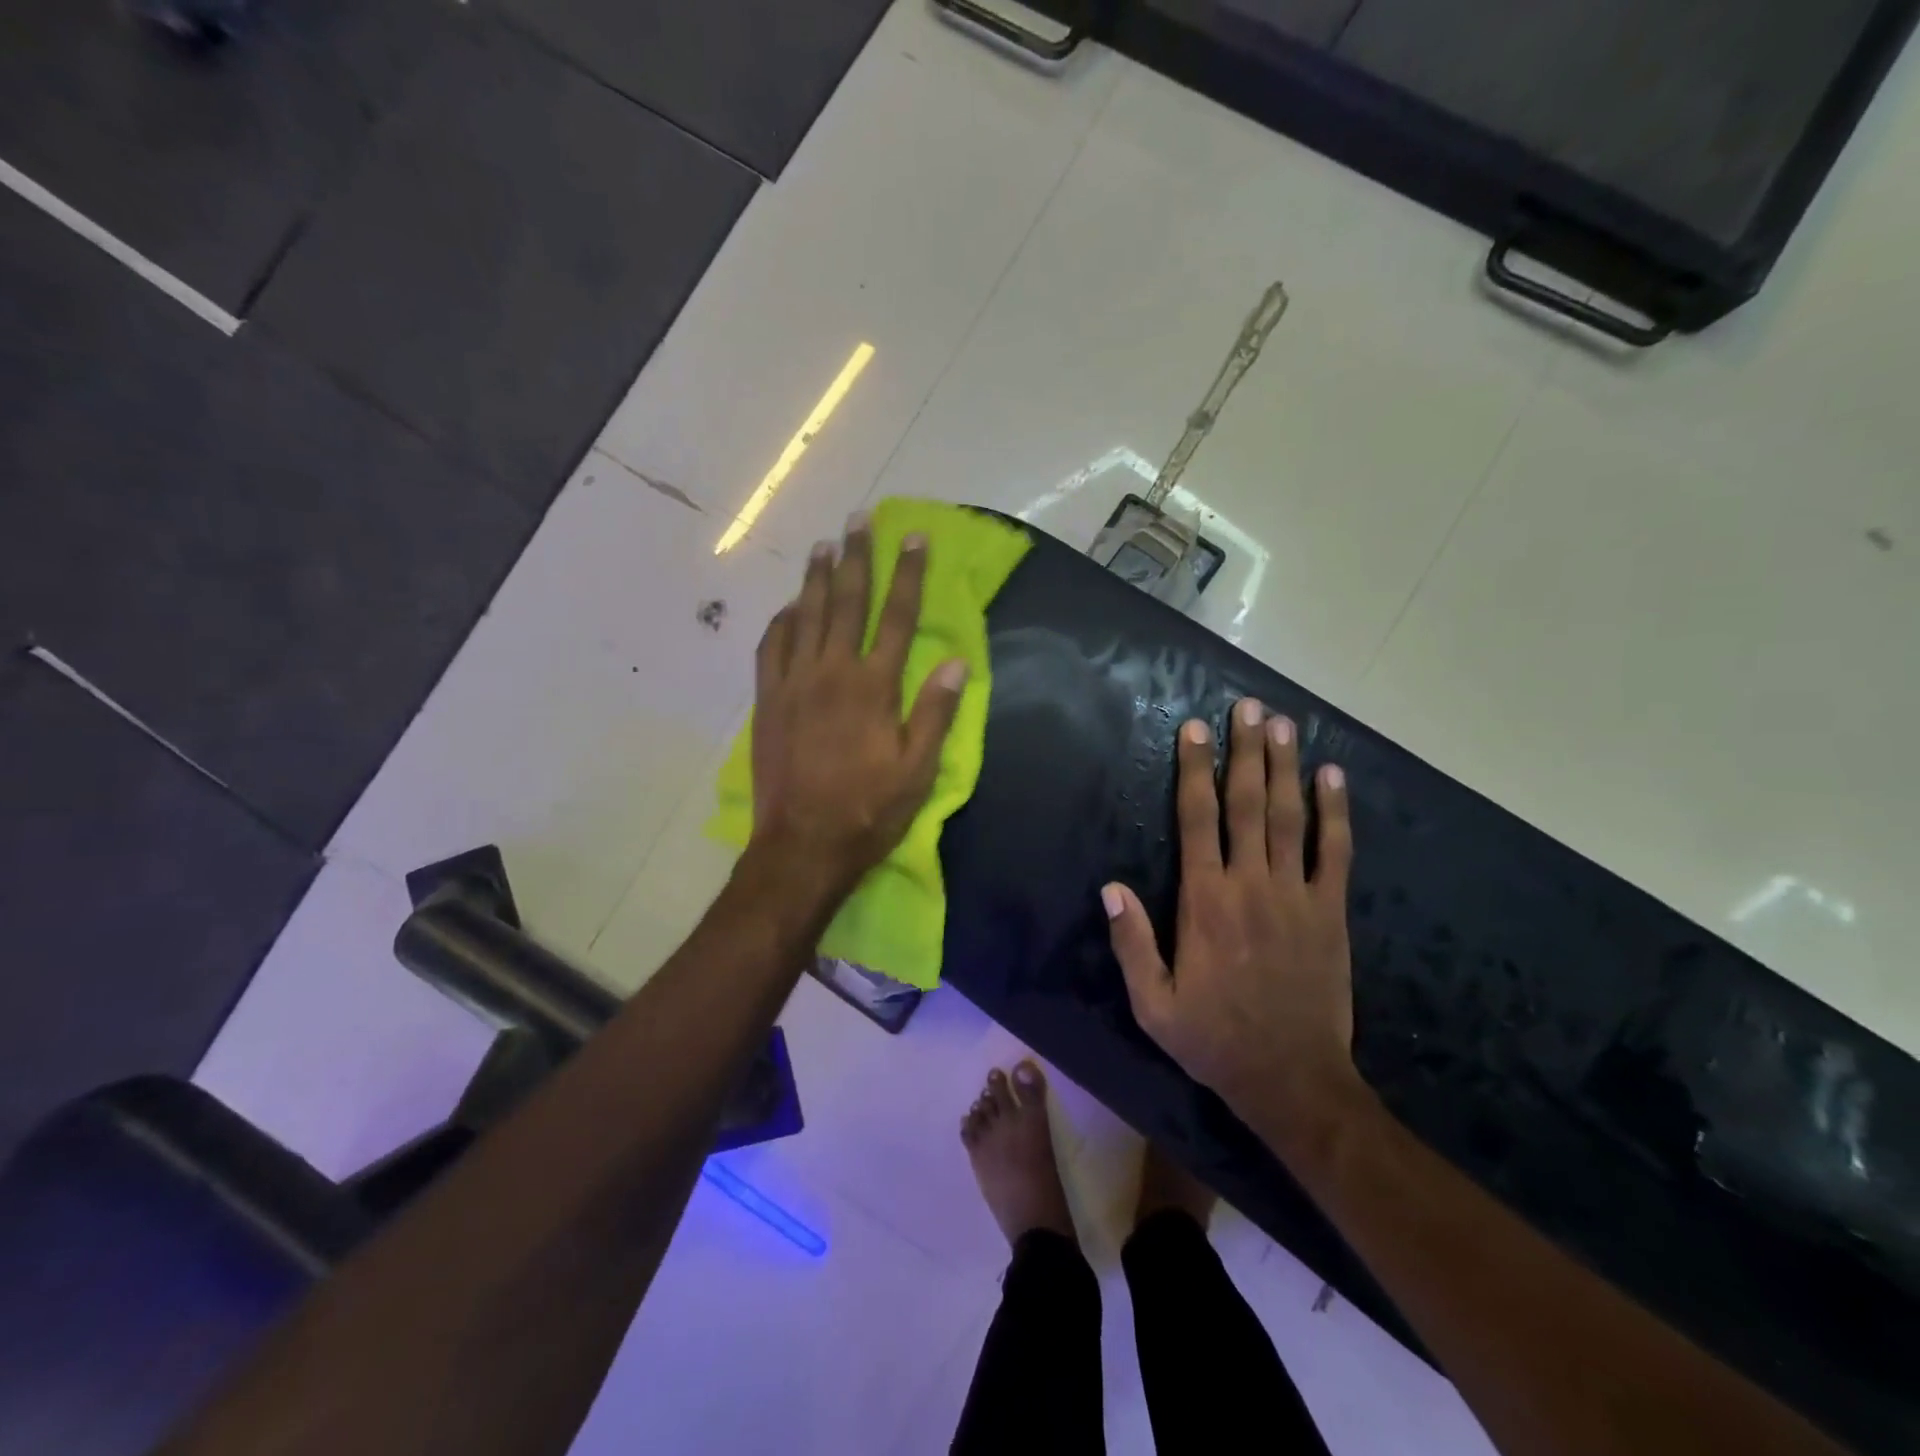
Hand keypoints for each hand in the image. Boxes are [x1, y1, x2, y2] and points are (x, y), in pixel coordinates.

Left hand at [748, 516, 967, 897]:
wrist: (801, 845)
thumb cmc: (868, 811)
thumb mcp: (917, 770)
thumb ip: (935, 712)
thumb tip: (956, 662)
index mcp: (874, 687)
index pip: (898, 617)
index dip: (909, 575)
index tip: (914, 538)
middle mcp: (832, 672)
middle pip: (847, 602)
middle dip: (857, 558)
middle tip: (860, 519)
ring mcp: (793, 683)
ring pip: (806, 615)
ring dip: (816, 578)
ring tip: (824, 544)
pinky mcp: (767, 700)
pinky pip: (771, 647)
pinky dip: (782, 620)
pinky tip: (789, 606)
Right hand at [1104, 698, 1359, 1141]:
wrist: (1292, 1079)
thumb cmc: (1213, 1039)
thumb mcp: (1152, 1003)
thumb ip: (1131, 942)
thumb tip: (1111, 886)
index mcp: (1205, 902)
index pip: (1197, 820)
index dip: (1194, 770)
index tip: (1194, 729)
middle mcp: (1250, 885)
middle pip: (1247, 804)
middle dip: (1245, 751)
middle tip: (1247, 708)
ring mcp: (1297, 895)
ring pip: (1289, 817)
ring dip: (1286, 767)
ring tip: (1283, 724)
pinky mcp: (1331, 912)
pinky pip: (1335, 852)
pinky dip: (1335, 812)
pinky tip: (1333, 777)